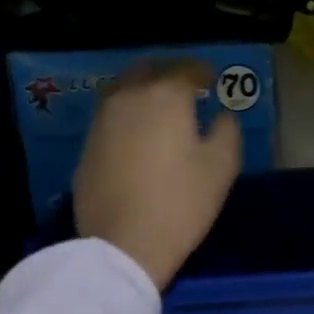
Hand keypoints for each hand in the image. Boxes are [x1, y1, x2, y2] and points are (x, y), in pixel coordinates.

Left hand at [74, 59, 241, 289]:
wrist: (123, 245)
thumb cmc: (181, 203)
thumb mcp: (221, 168)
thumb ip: (227, 131)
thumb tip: (221, 116)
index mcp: (165, 96)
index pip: (186, 69)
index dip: (202, 71)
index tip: (211, 80)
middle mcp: (128, 98)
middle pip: (147, 71)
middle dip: (167, 74)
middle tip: (183, 89)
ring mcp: (101, 122)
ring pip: (122, 92)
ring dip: (141, 94)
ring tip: (157, 111)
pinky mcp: (86, 149)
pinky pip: (109, 120)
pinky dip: (125, 119)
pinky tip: (135, 138)